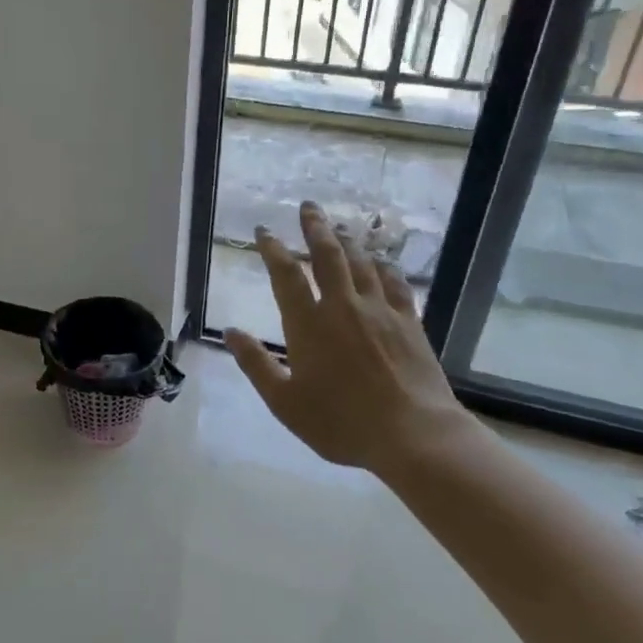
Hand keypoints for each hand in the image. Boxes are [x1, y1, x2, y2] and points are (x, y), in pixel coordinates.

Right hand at [223, 202, 477, 478]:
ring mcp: (380, 311)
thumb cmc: (341, 422)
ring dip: (348, 240)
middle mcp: (343, 307)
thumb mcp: (284, 402)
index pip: (286, 275)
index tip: (263, 231)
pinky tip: (382, 259)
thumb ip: (256, 364)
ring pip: (361, 263)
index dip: (273, 249)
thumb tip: (229, 331)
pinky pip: (395, 283)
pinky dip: (385, 266)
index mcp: (308, 324)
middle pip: (328, 255)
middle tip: (307, 207)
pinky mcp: (410, 322)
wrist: (413, 435)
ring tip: (338, 225)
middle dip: (315, 227)